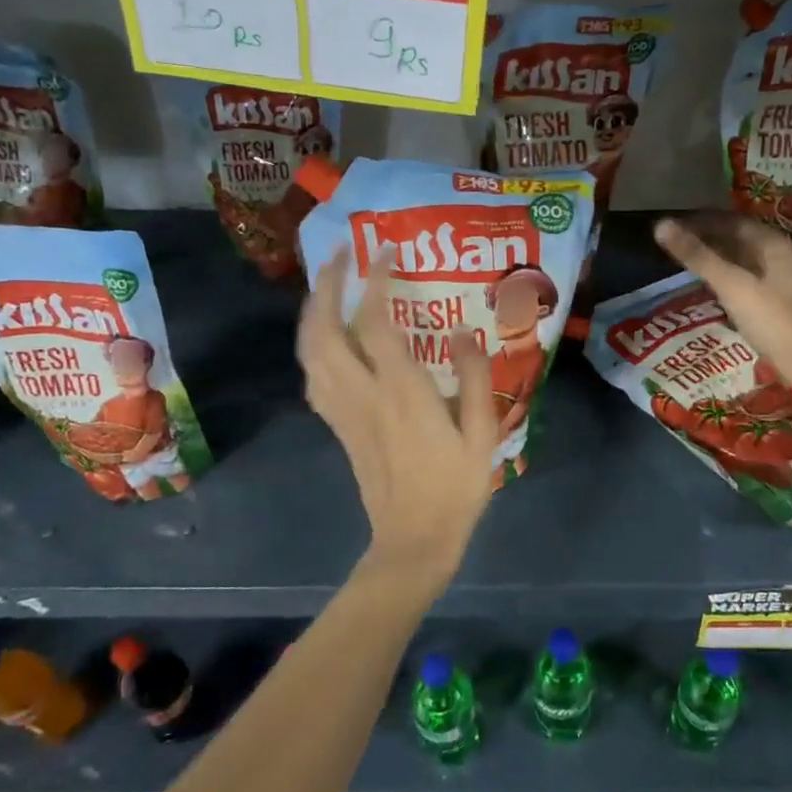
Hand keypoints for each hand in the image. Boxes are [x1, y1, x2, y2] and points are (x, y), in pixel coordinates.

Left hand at [297, 251, 498, 595]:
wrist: (413, 539)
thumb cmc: (454, 487)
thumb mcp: (482, 434)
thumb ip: (473, 379)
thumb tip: (464, 332)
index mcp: (402, 392)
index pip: (376, 322)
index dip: (376, 281)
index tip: (387, 251)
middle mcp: (363, 394)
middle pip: (324, 329)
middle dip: (325, 285)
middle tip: (339, 255)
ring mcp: (344, 411)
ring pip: (310, 352)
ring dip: (312, 311)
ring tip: (328, 287)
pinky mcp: (338, 426)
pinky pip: (313, 376)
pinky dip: (313, 346)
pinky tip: (327, 338)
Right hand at [654, 213, 791, 383]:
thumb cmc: (773, 320)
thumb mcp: (732, 286)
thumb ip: (698, 256)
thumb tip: (660, 226)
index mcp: (773, 245)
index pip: (732, 221)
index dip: (701, 221)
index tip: (673, 226)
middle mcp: (778, 257)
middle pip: (738, 239)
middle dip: (707, 239)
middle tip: (674, 244)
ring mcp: (779, 283)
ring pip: (741, 261)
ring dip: (715, 260)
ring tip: (685, 263)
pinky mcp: (775, 306)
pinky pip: (745, 282)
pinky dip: (724, 279)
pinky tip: (708, 288)